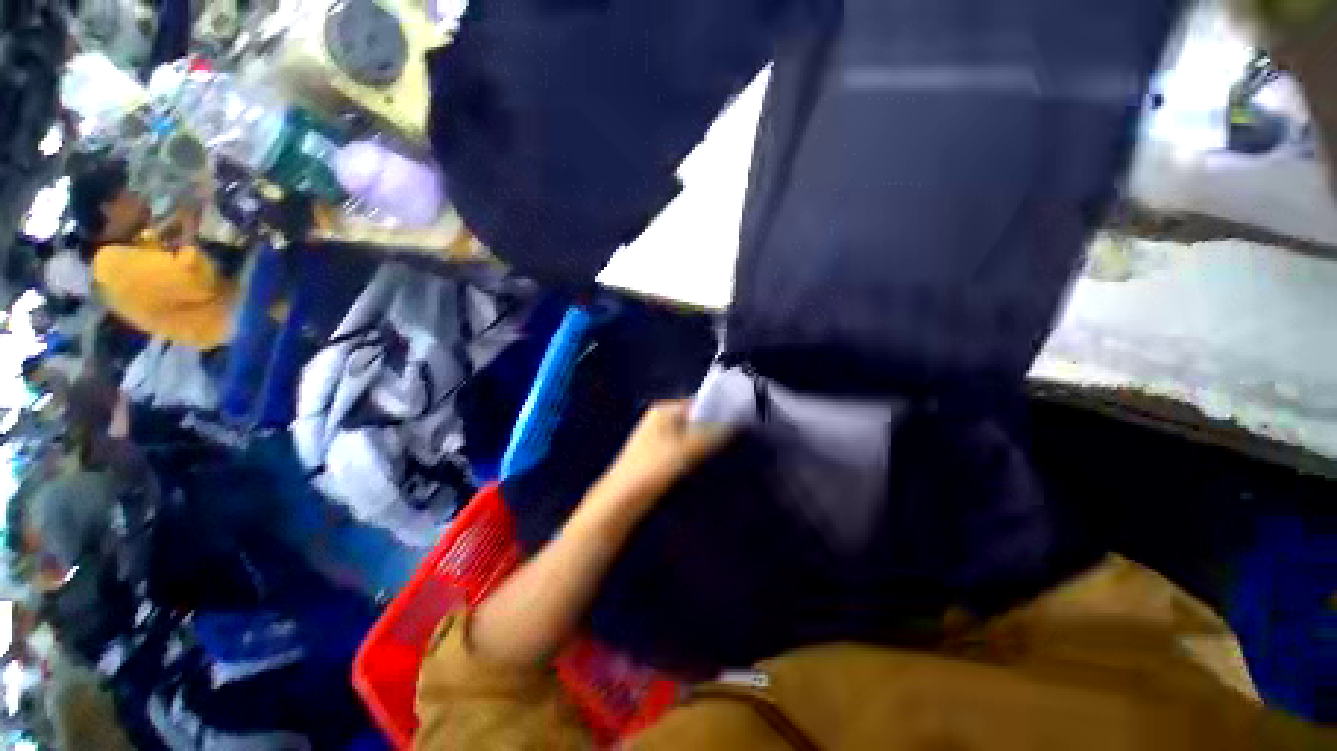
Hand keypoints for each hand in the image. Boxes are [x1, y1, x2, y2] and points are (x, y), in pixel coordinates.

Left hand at [592, 399, 732, 516]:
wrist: (621, 499)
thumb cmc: (652, 469)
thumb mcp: (686, 451)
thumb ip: (710, 436)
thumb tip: (732, 425)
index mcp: (664, 411)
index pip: (697, 403)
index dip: (717, 411)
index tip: (736, 422)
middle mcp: (660, 419)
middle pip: (694, 420)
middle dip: (710, 430)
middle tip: (730, 440)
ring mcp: (658, 437)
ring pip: (689, 437)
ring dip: (702, 445)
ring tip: (717, 454)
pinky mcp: (657, 455)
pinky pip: (681, 449)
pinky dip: (692, 455)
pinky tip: (699, 466)